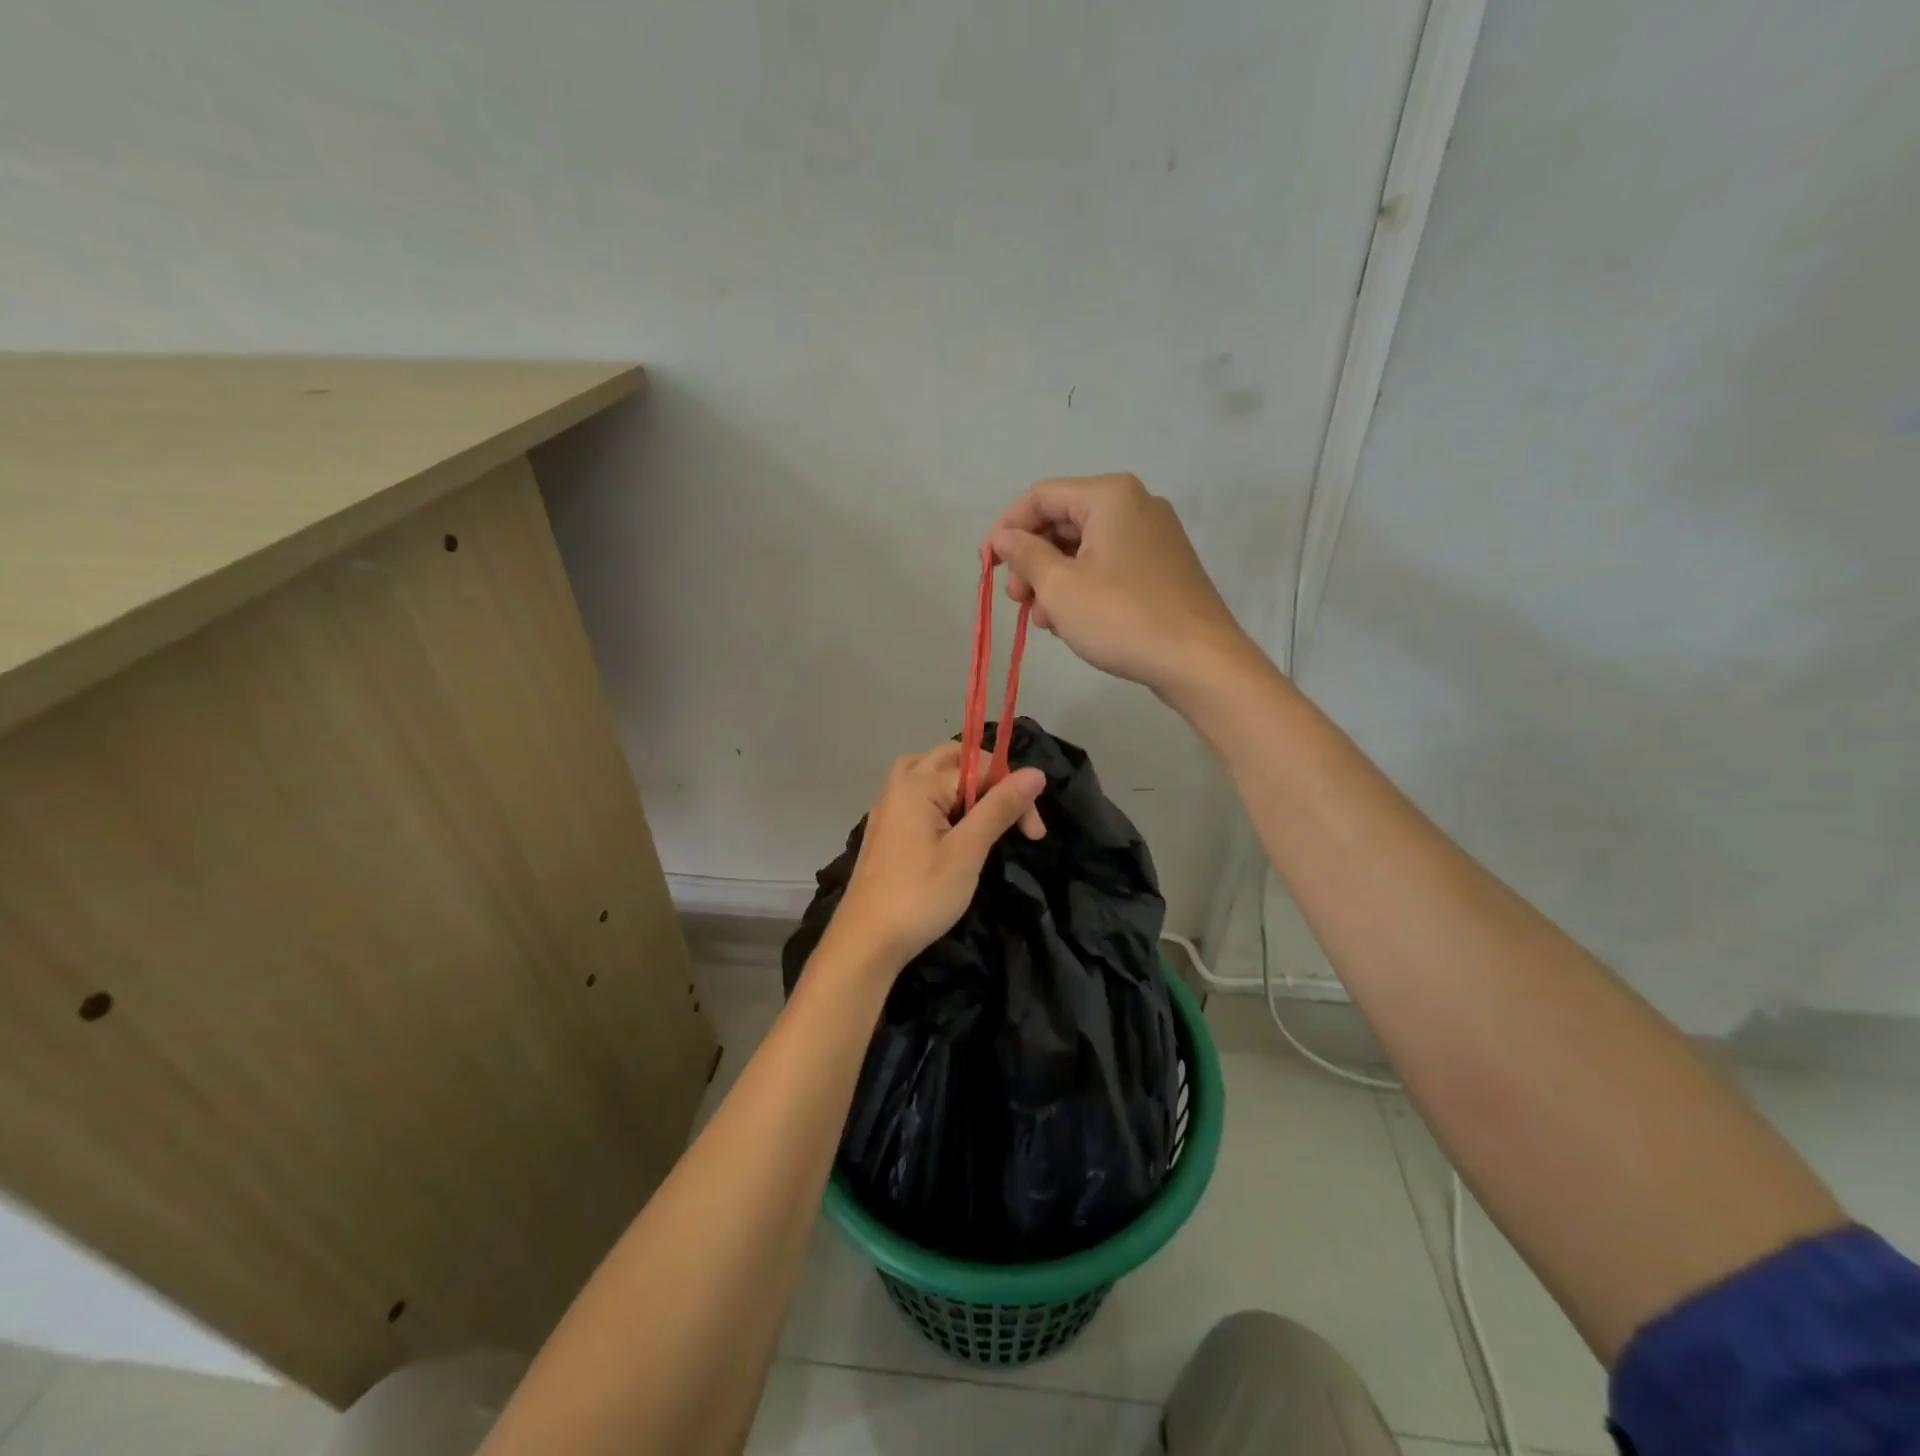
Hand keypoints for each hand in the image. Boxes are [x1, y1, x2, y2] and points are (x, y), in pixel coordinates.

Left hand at [825, 743, 1045, 969]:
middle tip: (1012, 815)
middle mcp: (900, 786)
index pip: (980, 766)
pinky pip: (915, 794)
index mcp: (919, 784)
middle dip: (988, 778)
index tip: (1034, 833)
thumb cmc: (920, 896)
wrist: (866, 942)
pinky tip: (951, 827)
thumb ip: (999, 808)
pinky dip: (940, 798)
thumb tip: (1035, 772)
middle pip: (950, 758)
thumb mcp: (967, 852)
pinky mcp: (884, 829)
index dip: (1013, 792)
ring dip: (960, 783)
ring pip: (928, 772)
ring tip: (982, 811)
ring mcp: (887, 807)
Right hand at [988, 474, 1253, 697]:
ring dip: (1053, 580)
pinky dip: (1082, 587)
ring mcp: (1154, 536)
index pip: (1040, 497)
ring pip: (1084, 548)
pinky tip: (1071, 622)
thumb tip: (1004, 538)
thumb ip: (1025, 555)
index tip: (986, 567)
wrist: (1199, 661)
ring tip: (1043, 621)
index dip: (1005, 529)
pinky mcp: (1162, 567)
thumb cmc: (1121, 617)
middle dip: (1031, 561)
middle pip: (1063, 522)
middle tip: (1017, 601)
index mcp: (1109, 496)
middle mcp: (1135, 505)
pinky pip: (1108, 565)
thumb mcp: (1060, 587)